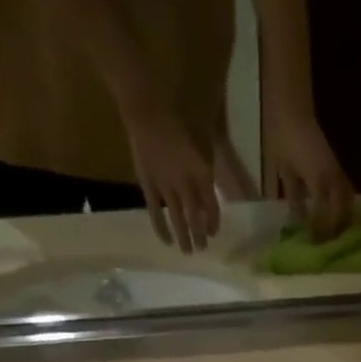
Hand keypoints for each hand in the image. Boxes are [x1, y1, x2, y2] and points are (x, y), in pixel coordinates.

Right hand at [123, 105, 219, 253]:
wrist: (146, 109)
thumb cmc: (178, 118)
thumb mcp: (202, 138)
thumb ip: (207, 164)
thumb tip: (211, 184)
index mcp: (201, 173)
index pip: (211, 206)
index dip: (213, 221)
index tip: (214, 232)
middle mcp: (185, 185)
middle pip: (194, 217)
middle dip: (199, 235)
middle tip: (202, 249)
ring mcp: (165, 188)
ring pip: (176, 219)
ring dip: (183, 237)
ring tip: (187, 252)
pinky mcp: (147, 186)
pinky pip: (155, 213)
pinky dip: (161, 228)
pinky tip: (166, 241)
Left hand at [264, 107, 353, 240]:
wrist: (292, 110)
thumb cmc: (284, 140)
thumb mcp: (285, 172)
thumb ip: (294, 197)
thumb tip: (299, 220)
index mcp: (318, 180)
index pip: (324, 214)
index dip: (319, 230)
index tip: (313, 242)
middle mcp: (332, 177)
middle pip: (342, 209)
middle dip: (335, 227)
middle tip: (325, 241)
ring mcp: (336, 170)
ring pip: (348, 199)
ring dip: (344, 216)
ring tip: (334, 231)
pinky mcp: (336, 165)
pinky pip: (346, 189)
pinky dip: (344, 204)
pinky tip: (336, 214)